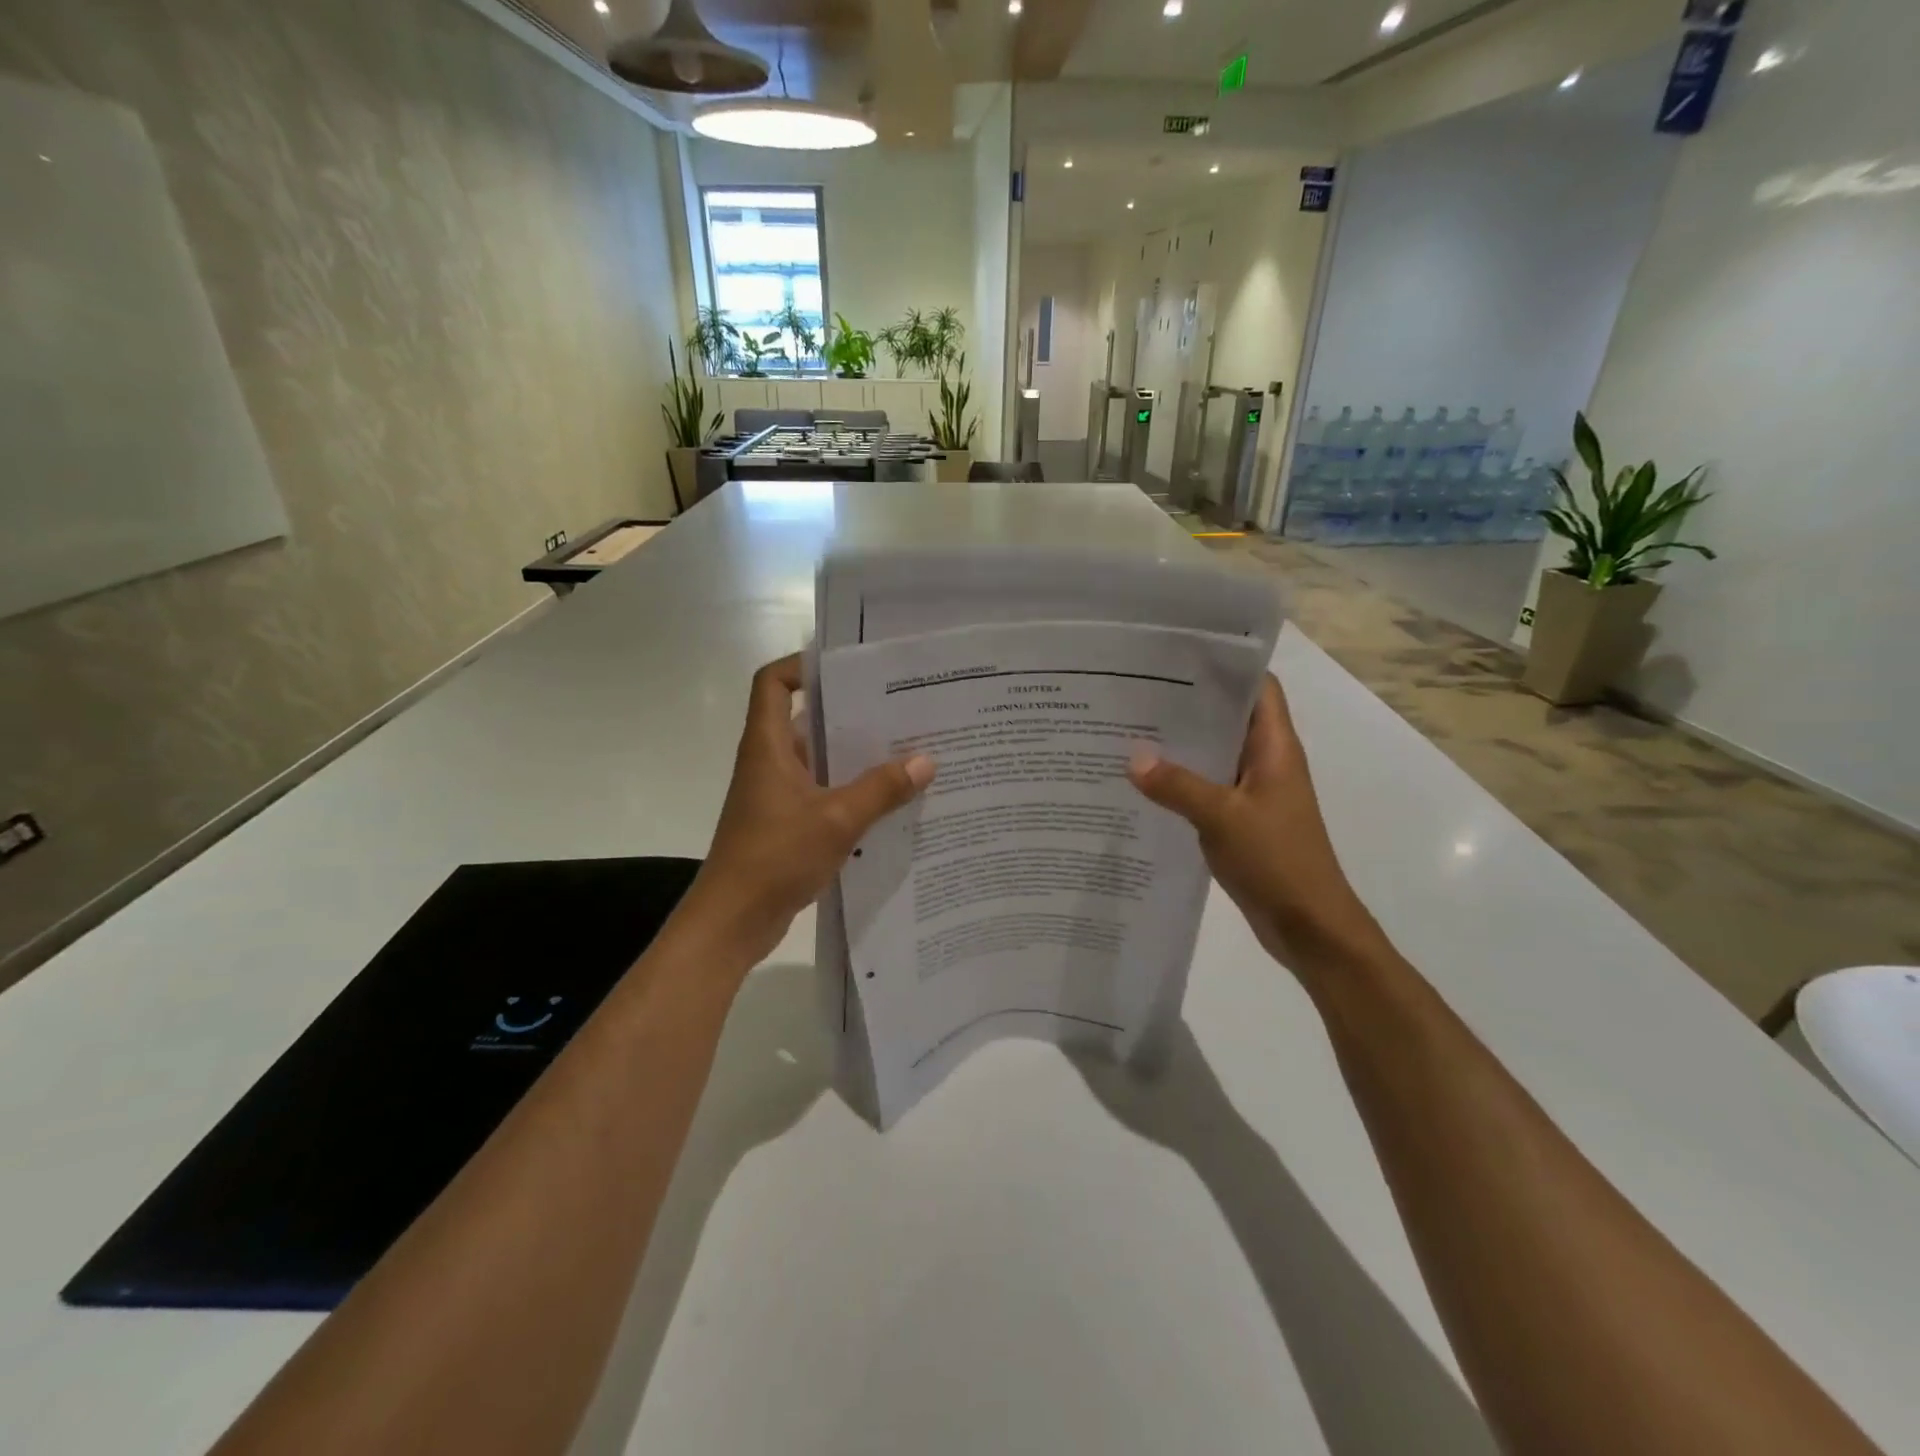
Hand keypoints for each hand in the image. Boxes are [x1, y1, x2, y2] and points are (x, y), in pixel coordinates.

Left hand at [678, 654, 934, 966]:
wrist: (732, 921)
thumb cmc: (775, 857)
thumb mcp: (837, 820)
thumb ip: (881, 790)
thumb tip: (926, 761)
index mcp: (768, 746)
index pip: (773, 683)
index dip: (802, 666)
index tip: (848, 668)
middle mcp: (769, 762)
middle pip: (805, 719)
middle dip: (848, 712)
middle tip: (898, 708)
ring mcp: (776, 795)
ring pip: (818, 760)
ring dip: (854, 756)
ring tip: (904, 750)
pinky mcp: (785, 823)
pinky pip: (821, 793)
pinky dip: (849, 791)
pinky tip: (888, 801)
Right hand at [1128, 674, 1384, 976]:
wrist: (1309, 926)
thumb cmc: (1278, 861)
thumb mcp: (1223, 818)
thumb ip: (1177, 785)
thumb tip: (1131, 757)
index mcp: (1275, 747)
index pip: (1257, 688)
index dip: (1225, 666)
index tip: (1177, 655)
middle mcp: (1265, 762)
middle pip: (1228, 718)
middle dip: (1188, 704)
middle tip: (1136, 691)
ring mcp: (1253, 792)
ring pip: (1213, 755)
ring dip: (1181, 745)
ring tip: (1129, 729)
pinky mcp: (1240, 820)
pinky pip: (1206, 788)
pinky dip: (1179, 781)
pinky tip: (1142, 781)